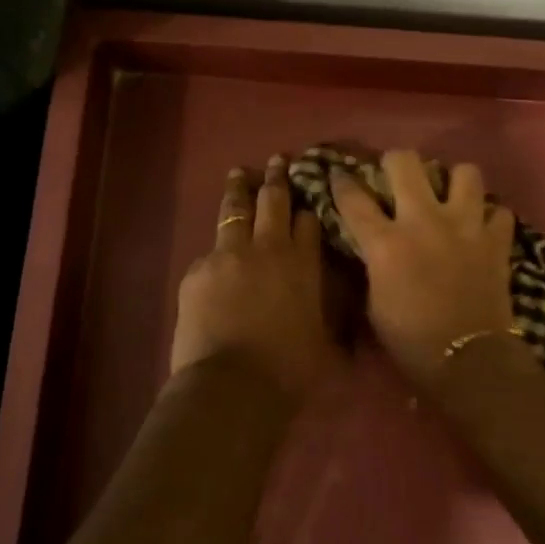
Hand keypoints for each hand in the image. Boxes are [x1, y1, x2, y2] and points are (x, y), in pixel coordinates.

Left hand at [170, 156, 338, 399]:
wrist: (234, 384)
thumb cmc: (289, 370)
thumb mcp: (324, 343)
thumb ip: (328, 318)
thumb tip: (346, 324)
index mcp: (304, 264)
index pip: (308, 221)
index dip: (308, 206)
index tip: (307, 194)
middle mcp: (268, 248)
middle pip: (272, 201)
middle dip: (276, 178)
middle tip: (277, 160)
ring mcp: (229, 254)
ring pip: (235, 209)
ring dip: (239, 188)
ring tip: (239, 172)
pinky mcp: (198, 270)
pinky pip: (210, 252)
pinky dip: (217, 250)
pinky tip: (215, 257)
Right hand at [330, 149, 516, 385]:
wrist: (468, 359)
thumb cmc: (411, 340)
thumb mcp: (374, 303)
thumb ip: (373, 264)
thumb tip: (372, 246)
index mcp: (386, 242)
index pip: (354, 198)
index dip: (342, 182)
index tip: (340, 174)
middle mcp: (423, 220)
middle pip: (405, 162)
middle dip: (396, 163)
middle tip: (397, 177)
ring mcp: (464, 225)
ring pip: (464, 172)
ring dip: (454, 181)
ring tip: (449, 196)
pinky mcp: (496, 239)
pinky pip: (499, 211)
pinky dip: (490, 217)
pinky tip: (481, 228)